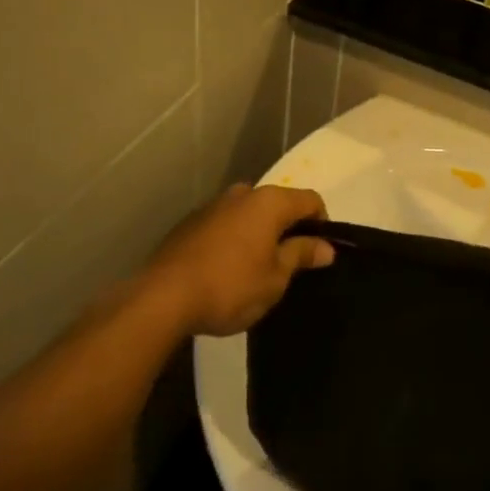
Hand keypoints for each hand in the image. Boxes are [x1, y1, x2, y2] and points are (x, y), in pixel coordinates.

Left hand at [143, 185, 332, 336]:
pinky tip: (227, 271)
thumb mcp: (275, 278)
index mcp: (269, 201)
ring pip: (249, 215)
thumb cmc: (231, 286)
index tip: (319, 254)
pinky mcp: (190, 223)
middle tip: (290, 266)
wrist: (162, 297)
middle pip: (278, 205)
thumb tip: (326, 246)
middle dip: (288, 230)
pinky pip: (226, 226)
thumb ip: (301, 255)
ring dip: (259, 235)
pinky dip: (235, 241)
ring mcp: (213, 206)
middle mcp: (242, 193)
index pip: (310, 200)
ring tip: (257, 271)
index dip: (322, 224)